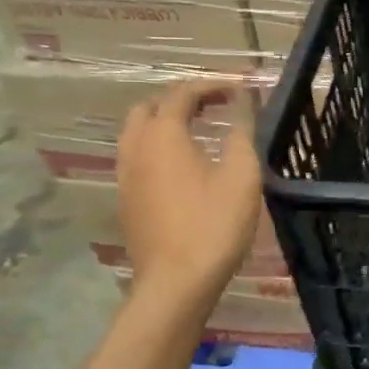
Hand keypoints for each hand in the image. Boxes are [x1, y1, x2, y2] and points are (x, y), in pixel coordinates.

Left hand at [115, 81, 261, 302]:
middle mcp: (136, 147)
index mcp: (163, 135)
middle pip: (150, 106)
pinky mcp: (127, 199)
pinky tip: (182, 164)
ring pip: (137, 132)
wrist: (176, 283)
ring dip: (165, 121)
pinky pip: (137, 156)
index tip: (240, 89)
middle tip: (215, 105)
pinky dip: (157, 145)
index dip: (211, 85)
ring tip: (198, 130)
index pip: (182, 93)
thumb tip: (242, 102)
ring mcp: (126, 175)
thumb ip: (241, 132)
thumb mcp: (241, 175)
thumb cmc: (214, 225)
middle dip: (182, 98)